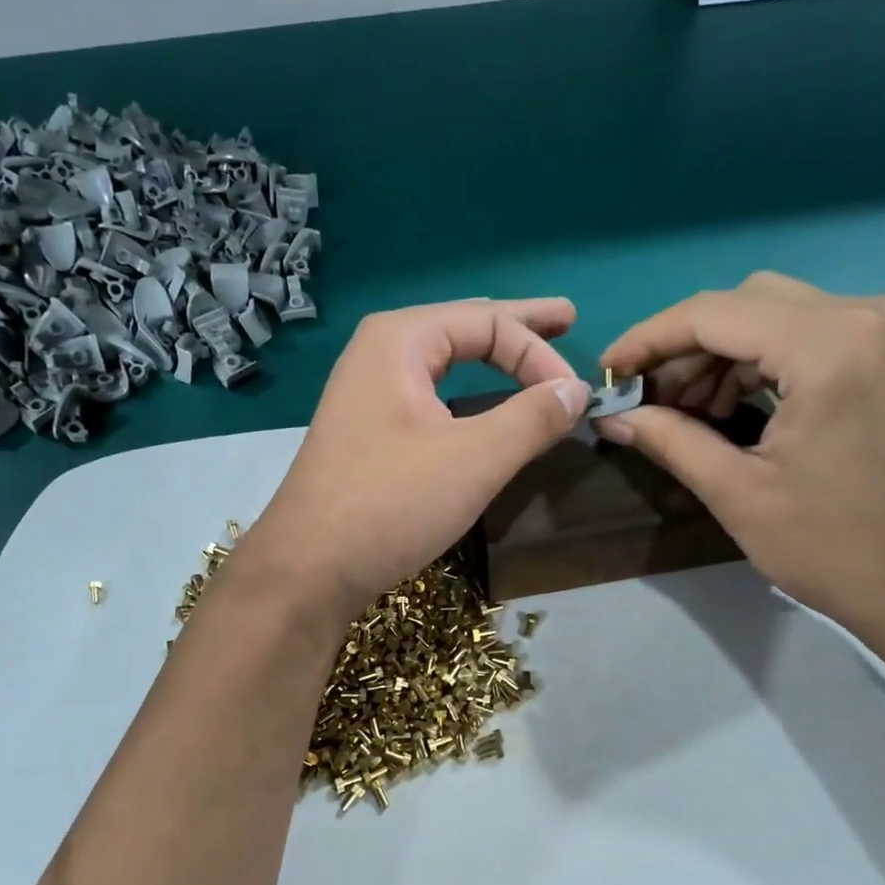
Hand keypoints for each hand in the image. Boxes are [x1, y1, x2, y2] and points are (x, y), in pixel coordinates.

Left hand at [246, 299, 590, 614]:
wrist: (308, 568)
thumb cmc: (390, 503)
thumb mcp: (474, 459)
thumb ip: (532, 418)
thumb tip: (577, 391)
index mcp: (399, 340)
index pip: (489, 323)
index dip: (540, 352)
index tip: (577, 396)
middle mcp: (377, 354)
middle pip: (462, 328)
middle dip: (516, 328)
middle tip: (566, 317)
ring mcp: (366, 394)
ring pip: (443, 361)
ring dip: (489, 356)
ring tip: (527, 349)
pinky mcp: (366, 432)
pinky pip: (428, 394)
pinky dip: (465, 390)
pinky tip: (478, 398)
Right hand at [598, 272, 884, 664]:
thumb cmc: (838, 550)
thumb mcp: (738, 494)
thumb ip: (668, 440)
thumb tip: (610, 416)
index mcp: (831, 344)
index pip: (713, 313)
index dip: (648, 339)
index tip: (607, 370)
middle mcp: (871, 312)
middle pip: (746, 304)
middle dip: (686, 350)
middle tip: (647, 402)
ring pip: (778, 314)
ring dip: (722, 356)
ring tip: (688, 413)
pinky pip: (813, 333)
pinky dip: (764, 361)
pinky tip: (736, 407)